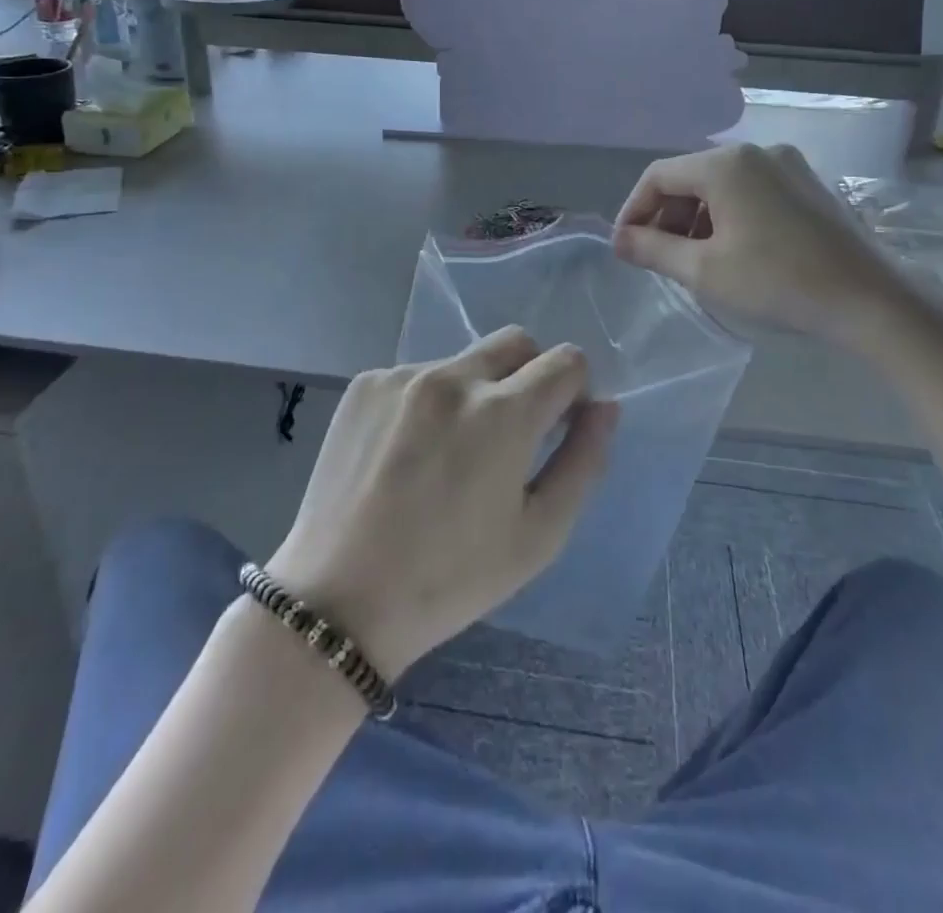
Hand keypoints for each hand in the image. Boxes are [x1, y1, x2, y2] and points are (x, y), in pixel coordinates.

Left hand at [266, 329, 616, 676]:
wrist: (338, 600)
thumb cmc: (451, 578)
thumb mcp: (539, 536)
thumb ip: (583, 461)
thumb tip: (604, 406)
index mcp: (503, 413)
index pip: (566, 360)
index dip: (573, 390)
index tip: (556, 427)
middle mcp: (452, 377)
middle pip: (516, 342)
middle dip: (529, 375)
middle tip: (508, 435)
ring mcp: (402, 376)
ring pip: (464, 362)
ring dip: (474, 393)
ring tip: (446, 456)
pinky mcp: (364, 385)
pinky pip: (416, 376)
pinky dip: (427, 402)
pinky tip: (405, 454)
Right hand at [613, 143, 912, 346]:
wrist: (870, 301)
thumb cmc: (777, 282)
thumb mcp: (704, 270)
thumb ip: (652, 249)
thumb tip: (618, 240)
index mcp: (726, 163)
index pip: (658, 175)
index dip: (634, 210)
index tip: (626, 247)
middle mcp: (756, 152)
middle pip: (690, 177)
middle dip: (666, 215)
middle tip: (657, 257)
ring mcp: (787, 165)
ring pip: (721, 185)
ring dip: (696, 218)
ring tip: (692, 260)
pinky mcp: (808, 185)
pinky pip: (751, 191)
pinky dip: (728, 216)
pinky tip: (731, 251)